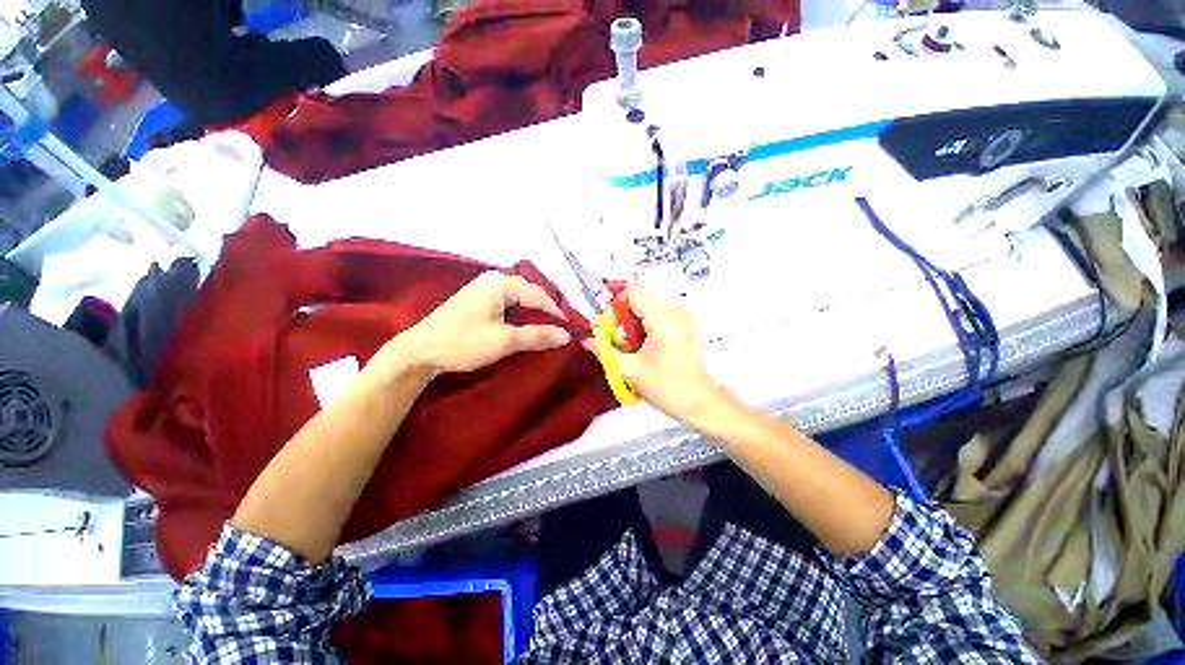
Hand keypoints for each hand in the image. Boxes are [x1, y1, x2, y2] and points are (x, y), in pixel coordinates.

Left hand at [398, 272, 571, 373]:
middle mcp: (493, 280)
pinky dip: (520, 316)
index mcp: (500, 283)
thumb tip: (567, 335)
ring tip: (546, 331)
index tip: (570, 331)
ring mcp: (483, 289)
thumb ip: (537, 336)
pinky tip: (525, 328)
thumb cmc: (462, 343)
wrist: (418, 353)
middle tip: (560, 331)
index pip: (539, 295)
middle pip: (530, 294)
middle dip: (545, 312)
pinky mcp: (477, 301)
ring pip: (519, 299)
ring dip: (533, 315)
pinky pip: (508, 304)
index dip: (556, 313)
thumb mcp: (504, 340)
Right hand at [610, 286, 729, 427]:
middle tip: (619, 344)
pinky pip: (657, 319)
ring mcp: (682, 319)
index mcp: (663, 318)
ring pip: (647, 310)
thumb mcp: (629, 370)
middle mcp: (675, 312)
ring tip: (631, 350)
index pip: (633, 291)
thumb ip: (604, 351)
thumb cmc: (666, 388)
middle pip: (640, 300)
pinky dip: (644, 330)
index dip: (616, 304)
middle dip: (623, 319)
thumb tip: (587, 339)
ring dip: (633, 326)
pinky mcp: (685, 328)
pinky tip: (644, 351)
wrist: (701, 404)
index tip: (610, 327)